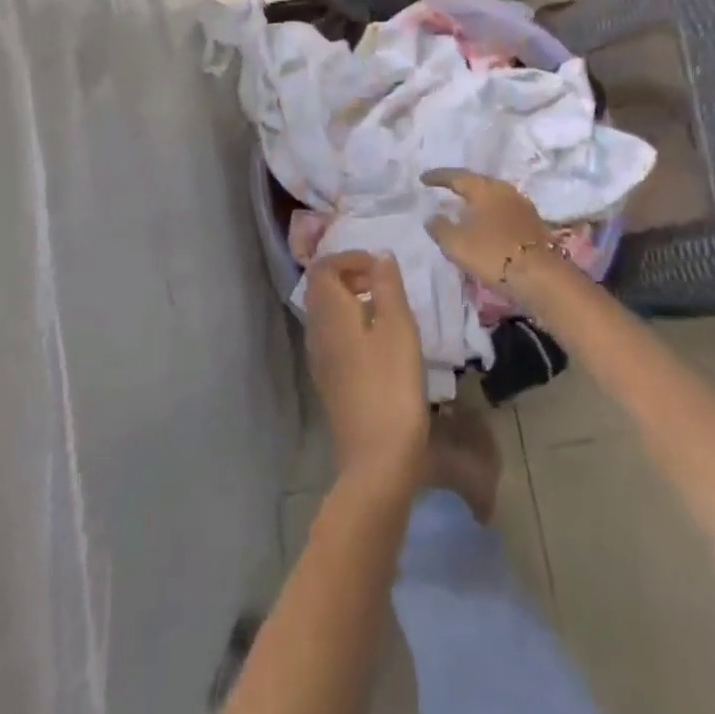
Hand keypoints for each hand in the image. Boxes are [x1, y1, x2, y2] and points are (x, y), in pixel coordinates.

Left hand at [304, 252, 428, 485]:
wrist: (377, 457)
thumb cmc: (391, 383)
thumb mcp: (398, 327)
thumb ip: (387, 285)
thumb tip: (380, 255)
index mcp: (328, 312)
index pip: (323, 267)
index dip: (350, 257)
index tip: (381, 267)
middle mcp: (316, 330)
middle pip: (322, 288)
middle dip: (350, 275)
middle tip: (385, 284)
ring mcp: (319, 358)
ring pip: (327, 313)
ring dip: (352, 300)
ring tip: (387, 310)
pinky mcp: (329, 380)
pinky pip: (333, 336)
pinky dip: (352, 324)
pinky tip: (380, 342)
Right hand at [420, 169, 554, 287]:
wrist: (541, 277)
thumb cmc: (493, 254)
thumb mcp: (456, 243)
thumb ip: (439, 227)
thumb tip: (432, 216)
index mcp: (484, 188)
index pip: (456, 176)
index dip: (438, 177)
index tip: (423, 178)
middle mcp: (504, 190)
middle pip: (478, 183)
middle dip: (460, 187)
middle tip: (444, 190)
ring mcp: (522, 206)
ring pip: (492, 198)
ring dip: (477, 202)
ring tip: (463, 209)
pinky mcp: (532, 224)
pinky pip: (503, 212)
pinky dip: (490, 216)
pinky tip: (484, 226)